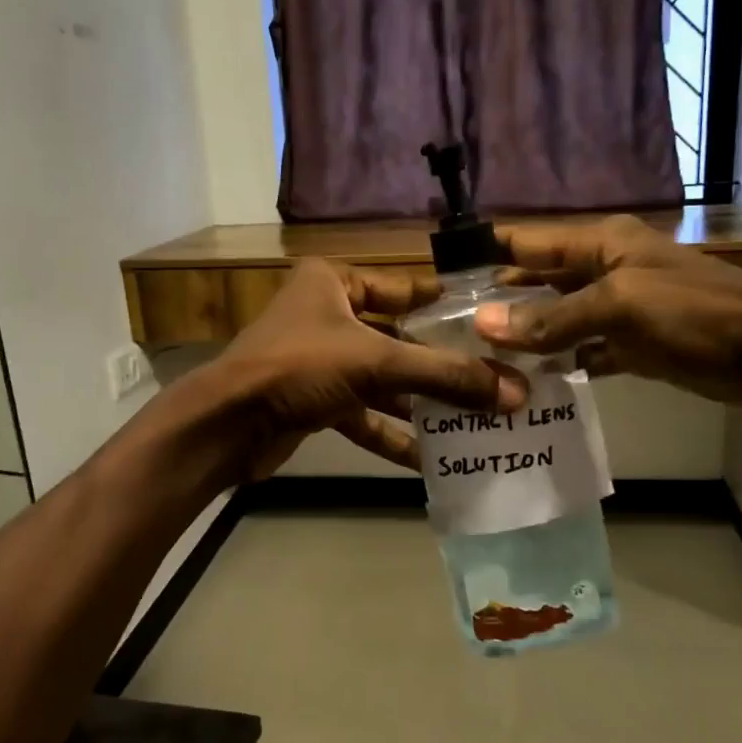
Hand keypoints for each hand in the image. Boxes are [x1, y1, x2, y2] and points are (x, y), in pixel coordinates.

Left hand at [213, 259, 526, 476]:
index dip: (445, 307)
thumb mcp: (377, 362)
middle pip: (397, 339)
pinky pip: (363, 414)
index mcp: (334, 282)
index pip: (403, 288)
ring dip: (420, 405)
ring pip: (382, 381)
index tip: (490, 325)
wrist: (226, 425)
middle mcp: (327, 315)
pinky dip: (391, 435)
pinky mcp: (314, 402)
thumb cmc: (299, 367)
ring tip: (473, 423)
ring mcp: (319, 361)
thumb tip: (515, 393)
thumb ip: (445, 375)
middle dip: (440, 365)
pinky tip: (429, 460)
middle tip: (492, 381)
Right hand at [472, 215, 741, 409]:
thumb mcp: (621, 307)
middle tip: (448, 334)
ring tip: (477, 363)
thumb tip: (483, 324)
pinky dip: (561, 366)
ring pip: (559, 322)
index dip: (485, 256)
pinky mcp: (635, 346)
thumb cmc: (699, 315)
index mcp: (600, 245)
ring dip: (525, 340)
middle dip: (498, 305)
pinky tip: (529, 386)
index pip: (527, 243)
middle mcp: (604, 271)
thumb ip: (552, 318)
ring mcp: (620, 311)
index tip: (439, 279)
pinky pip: (585, 352)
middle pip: (538, 284)